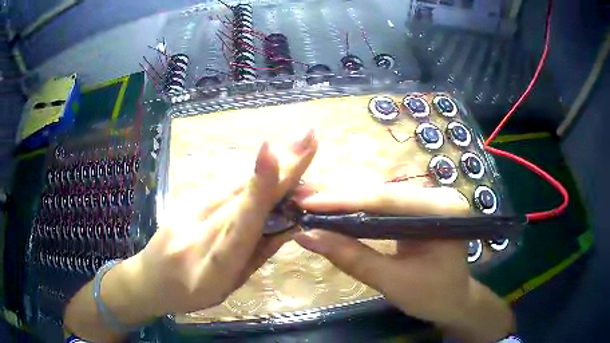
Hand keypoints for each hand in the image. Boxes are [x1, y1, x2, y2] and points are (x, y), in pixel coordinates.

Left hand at [121, 130, 317, 316]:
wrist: (148, 280)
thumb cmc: (191, 294)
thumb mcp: (228, 286)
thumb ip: (257, 254)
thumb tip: (291, 223)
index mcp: (214, 267)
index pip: (240, 226)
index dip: (258, 192)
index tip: (272, 153)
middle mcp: (199, 234)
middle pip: (243, 196)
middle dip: (279, 168)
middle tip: (309, 138)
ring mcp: (187, 213)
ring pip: (235, 187)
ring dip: (269, 168)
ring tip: (299, 148)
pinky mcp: (184, 201)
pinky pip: (223, 189)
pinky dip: (250, 179)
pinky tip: (269, 165)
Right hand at [292, 183, 514, 342]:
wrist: (454, 302)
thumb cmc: (431, 296)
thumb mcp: (392, 281)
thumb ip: (351, 257)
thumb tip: (306, 236)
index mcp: (443, 210)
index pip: (388, 201)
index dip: (344, 201)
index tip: (307, 203)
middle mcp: (439, 195)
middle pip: (383, 193)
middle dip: (341, 199)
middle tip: (302, 199)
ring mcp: (430, 199)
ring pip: (381, 197)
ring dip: (347, 202)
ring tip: (312, 203)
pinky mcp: (421, 208)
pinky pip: (386, 207)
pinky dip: (359, 211)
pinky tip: (336, 210)